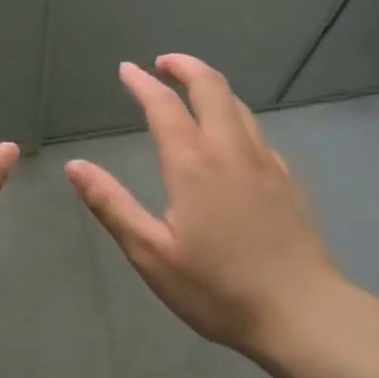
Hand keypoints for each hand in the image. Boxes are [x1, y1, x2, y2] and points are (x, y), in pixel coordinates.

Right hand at [65, 54, 349, 361]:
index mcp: (193, 163)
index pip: (164, 105)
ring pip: (238, 105)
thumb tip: (75, 167)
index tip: (127, 69)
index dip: (143, 82)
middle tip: (163, 64)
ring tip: (191, 90)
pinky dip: (234, 116)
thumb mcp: (151, 253)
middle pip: (211, 87)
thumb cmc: (217, 288)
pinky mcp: (286, 180)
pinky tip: (229, 137)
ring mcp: (264, 162)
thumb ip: (111, 205)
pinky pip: (256, 131)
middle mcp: (230, 150)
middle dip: (185, 67)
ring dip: (211, 87)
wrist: (302, 314)